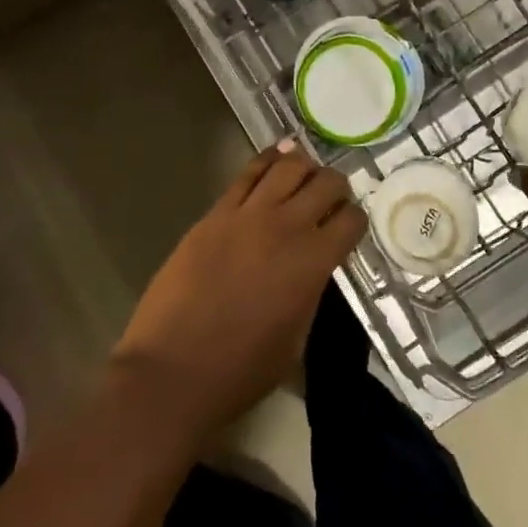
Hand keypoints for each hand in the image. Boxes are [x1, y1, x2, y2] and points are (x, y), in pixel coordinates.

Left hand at [112, 139, 364, 437]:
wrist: (172, 370)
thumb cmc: (240, 371)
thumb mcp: (295, 339)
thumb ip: (310, 292)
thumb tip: (313, 268)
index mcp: (313, 262)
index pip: (351, 220)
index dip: (355, 220)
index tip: (349, 227)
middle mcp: (286, 227)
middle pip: (325, 183)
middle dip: (336, 187)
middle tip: (332, 197)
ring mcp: (247, 215)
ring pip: (288, 166)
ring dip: (304, 165)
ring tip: (306, 171)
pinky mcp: (215, 213)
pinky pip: (247, 174)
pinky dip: (267, 159)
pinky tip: (276, 156)